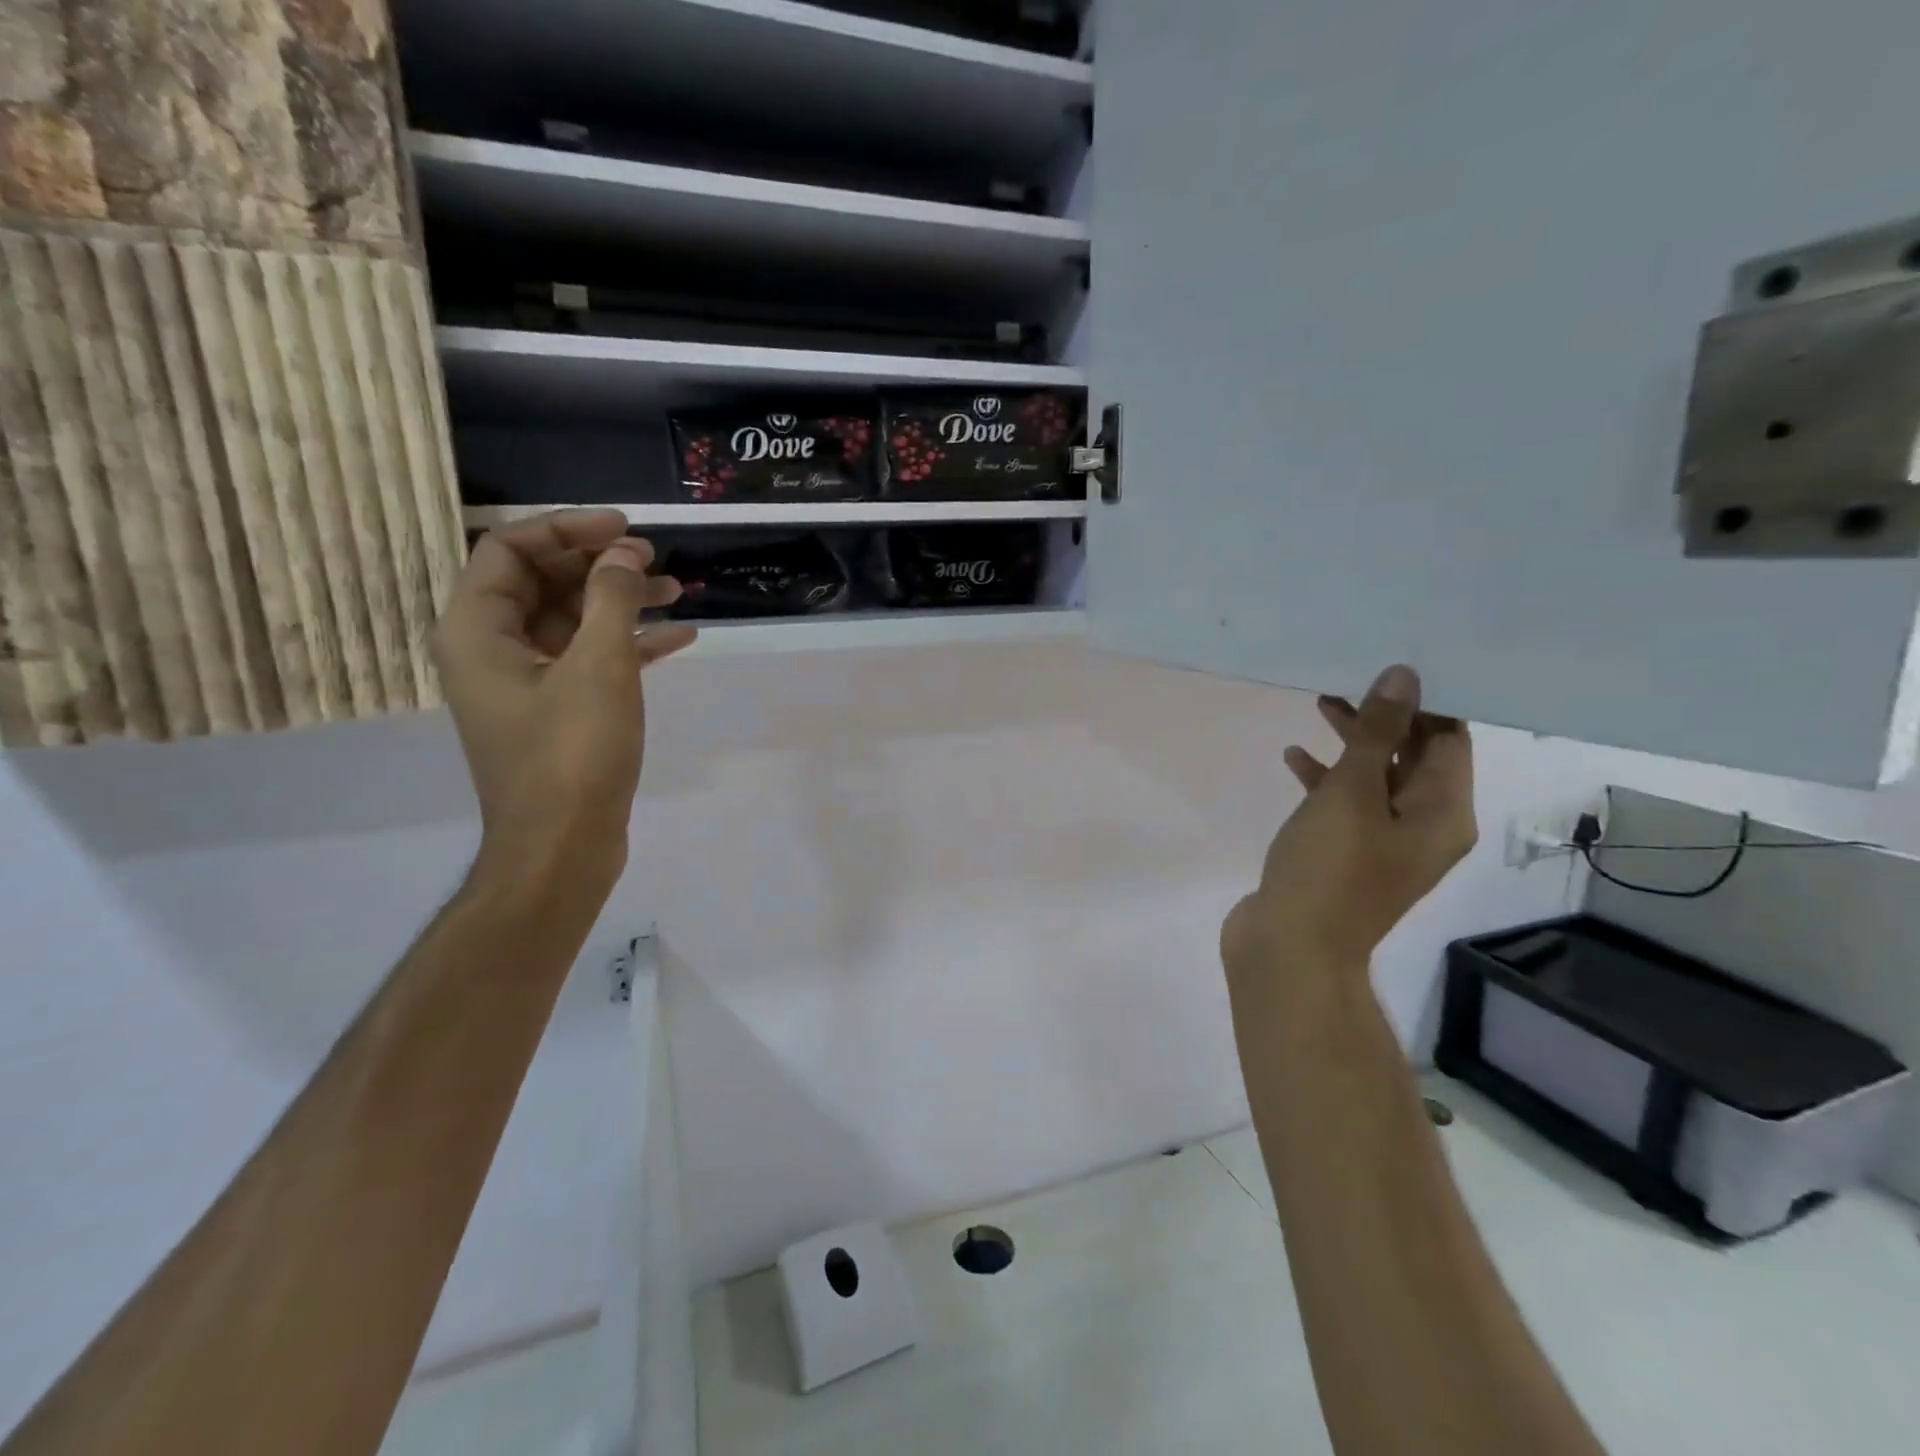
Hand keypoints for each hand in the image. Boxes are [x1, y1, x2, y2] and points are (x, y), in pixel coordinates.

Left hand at [431, 510, 696, 885]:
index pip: (509, 550)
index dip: (567, 529)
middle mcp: (491, 650)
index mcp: (477, 630)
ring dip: (621, 603)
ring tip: (678, 594)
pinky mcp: (557, 711)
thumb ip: (611, 598)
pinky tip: (680, 640)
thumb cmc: (572, 753)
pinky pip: (589, 660)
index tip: (625, 530)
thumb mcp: (599, 666)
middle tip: (655, 561)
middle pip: (542, 583)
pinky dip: (629, 645)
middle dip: (600, 566)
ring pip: (571, 622)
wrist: (563, 847)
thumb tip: (624, 554)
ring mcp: (525, 684)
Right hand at [1221, 665, 1476, 986]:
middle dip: (1382, 717)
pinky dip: (1325, 778)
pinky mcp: (1346, 854)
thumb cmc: (1329, 868)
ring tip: (1319, 703)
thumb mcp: (1352, 793)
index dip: (1425, 701)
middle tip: (1346, 678)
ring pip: (1375, 778)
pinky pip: (1345, 804)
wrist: (1290, 947)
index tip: (1389, 665)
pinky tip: (1293, 758)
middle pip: (1412, 756)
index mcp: (1443, 814)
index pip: (1449, 740)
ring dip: (1351, 743)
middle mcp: (1423, 827)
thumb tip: (1404, 677)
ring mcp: (1383, 844)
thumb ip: (1377, 734)